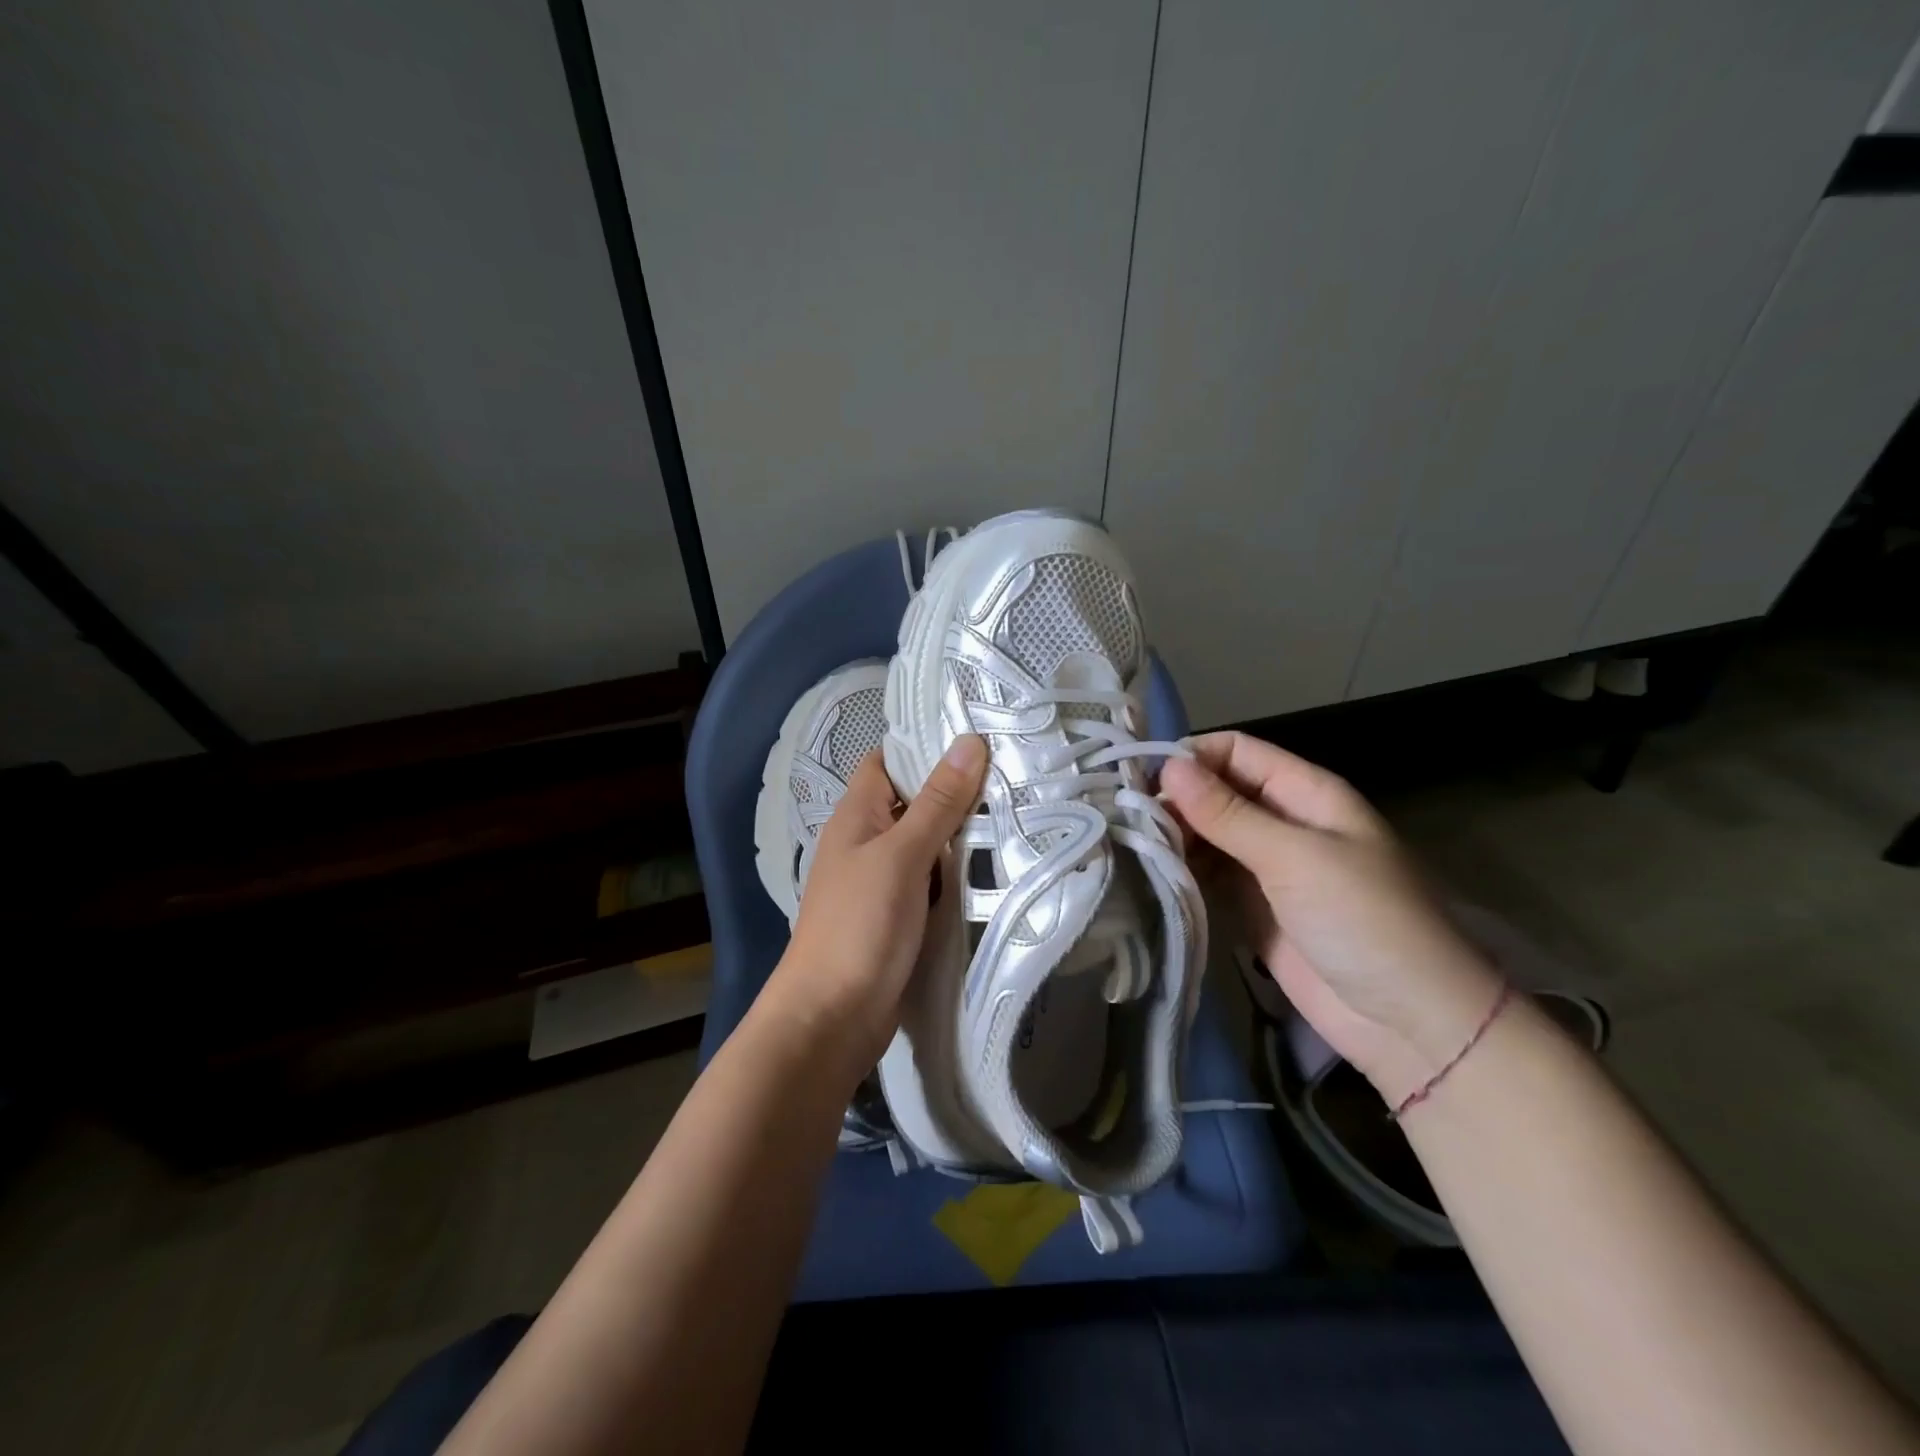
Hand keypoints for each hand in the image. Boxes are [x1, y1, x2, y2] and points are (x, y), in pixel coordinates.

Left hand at [767, 734, 988, 1083]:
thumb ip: (937, 803)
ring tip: (1019, 811)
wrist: (832, 1018)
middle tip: (1014, 773)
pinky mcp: (899, 916)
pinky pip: (932, 882)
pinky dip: (957, 874)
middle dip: (956, 790)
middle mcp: (866, 841)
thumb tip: (969, 742)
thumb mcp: (902, 856)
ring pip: (927, 844)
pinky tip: (997, 867)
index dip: (925, 745)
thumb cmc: (860, 925)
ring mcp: (882, 881)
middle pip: (913, 802)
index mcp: (856, 816)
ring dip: (962, 834)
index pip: (888, 761)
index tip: (978, 735)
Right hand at [1160, 731, 1501, 1103]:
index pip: (1237, 752)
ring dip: (1172, 835)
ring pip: (1207, 834)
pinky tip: (1147, 872)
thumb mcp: (1295, 856)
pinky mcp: (1251, 908)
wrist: (1409, 1021)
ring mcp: (1266, 867)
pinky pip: (1208, 876)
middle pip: (1216, 792)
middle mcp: (1283, 822)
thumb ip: (1228, 813)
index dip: (1191, 756)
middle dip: (1174, 798)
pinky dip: (1180, 871)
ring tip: (1126, 842)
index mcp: (1306, 793)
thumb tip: (1169, 767)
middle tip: (1124, 816)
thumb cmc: (1364, 920)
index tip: (1141, 777)